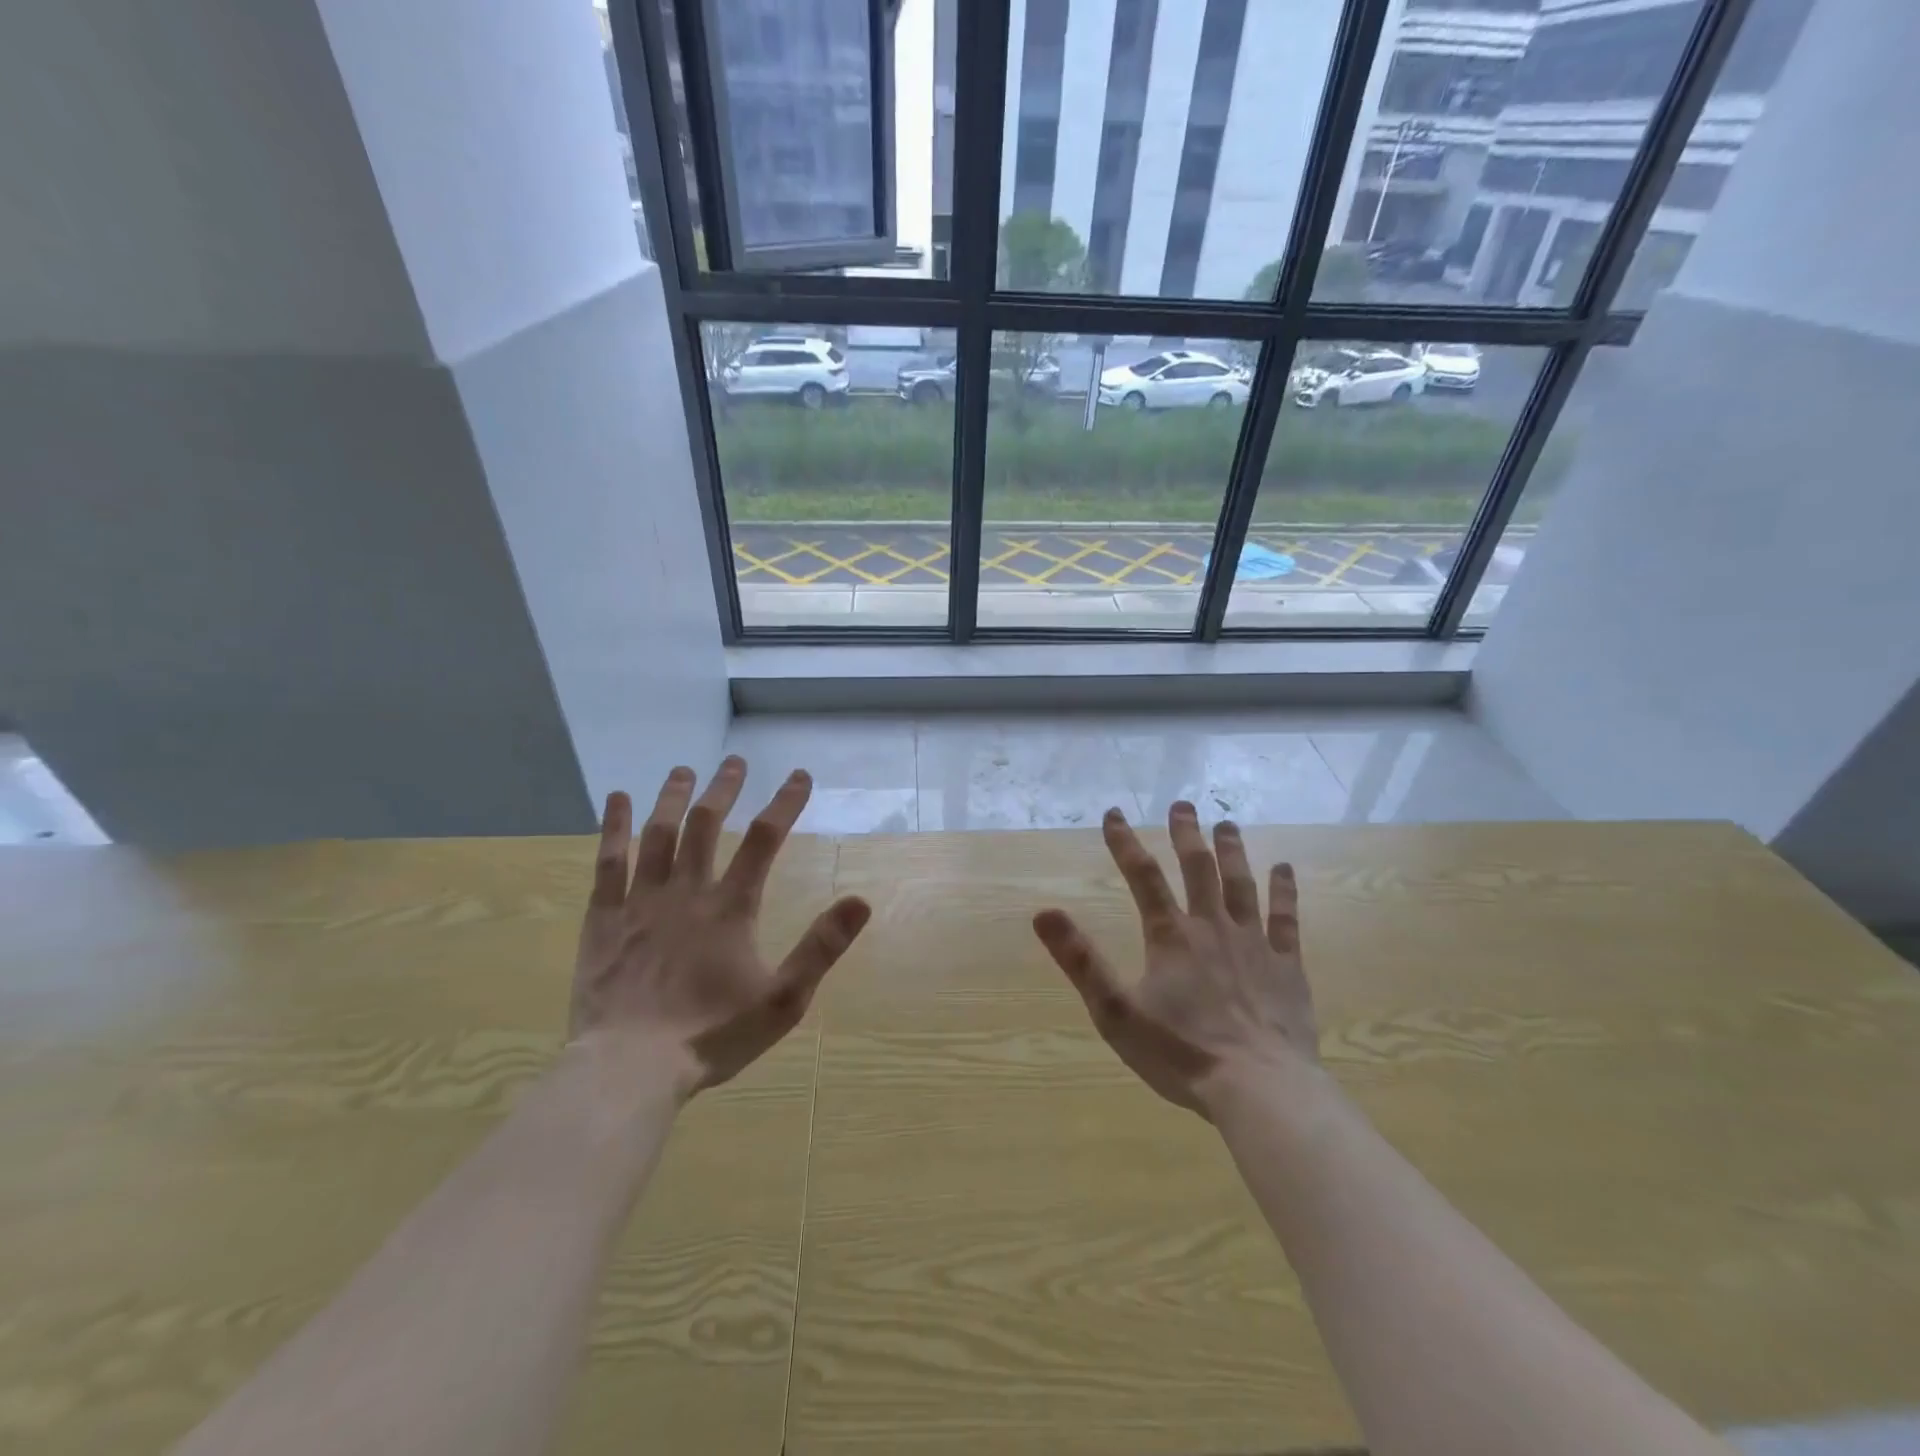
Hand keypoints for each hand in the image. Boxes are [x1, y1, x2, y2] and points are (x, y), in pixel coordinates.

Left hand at [570, 757, 870, 1098]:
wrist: (629, 1069)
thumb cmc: (711, 1035)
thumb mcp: (783, 1000)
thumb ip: (821, 948)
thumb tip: (861, 901)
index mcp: (731, 908)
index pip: (764, 840)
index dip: (785, 803)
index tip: (799, 776)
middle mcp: (686, 891)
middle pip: (705, 824)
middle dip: (724, 788)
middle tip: (734, 761)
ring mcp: (640, 901)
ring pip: (658, 834)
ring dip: (672, 797)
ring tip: (683, 770)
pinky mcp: (603, 918)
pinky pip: (608, 861)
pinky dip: (614, 826)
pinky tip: (617, 799)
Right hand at [1032, 802, 1318, 1117]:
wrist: (1259, 1089)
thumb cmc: (1181, 1053)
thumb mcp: (1115, 1012)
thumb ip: (1080, 960)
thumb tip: (1043, 912)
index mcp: (1170, 937)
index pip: (1142, 876)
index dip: (1125, 842)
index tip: (1113, 813)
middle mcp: (1212, 928)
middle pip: (1198, 868)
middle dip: (1186, 834)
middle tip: (1182, 804)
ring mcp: (1254, 944)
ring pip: (1241, 885)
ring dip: (1232, 851)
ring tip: (1226, 824)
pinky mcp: (1287, 967)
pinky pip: (1286, 919)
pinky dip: (1284, 891)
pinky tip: (1284, 869)